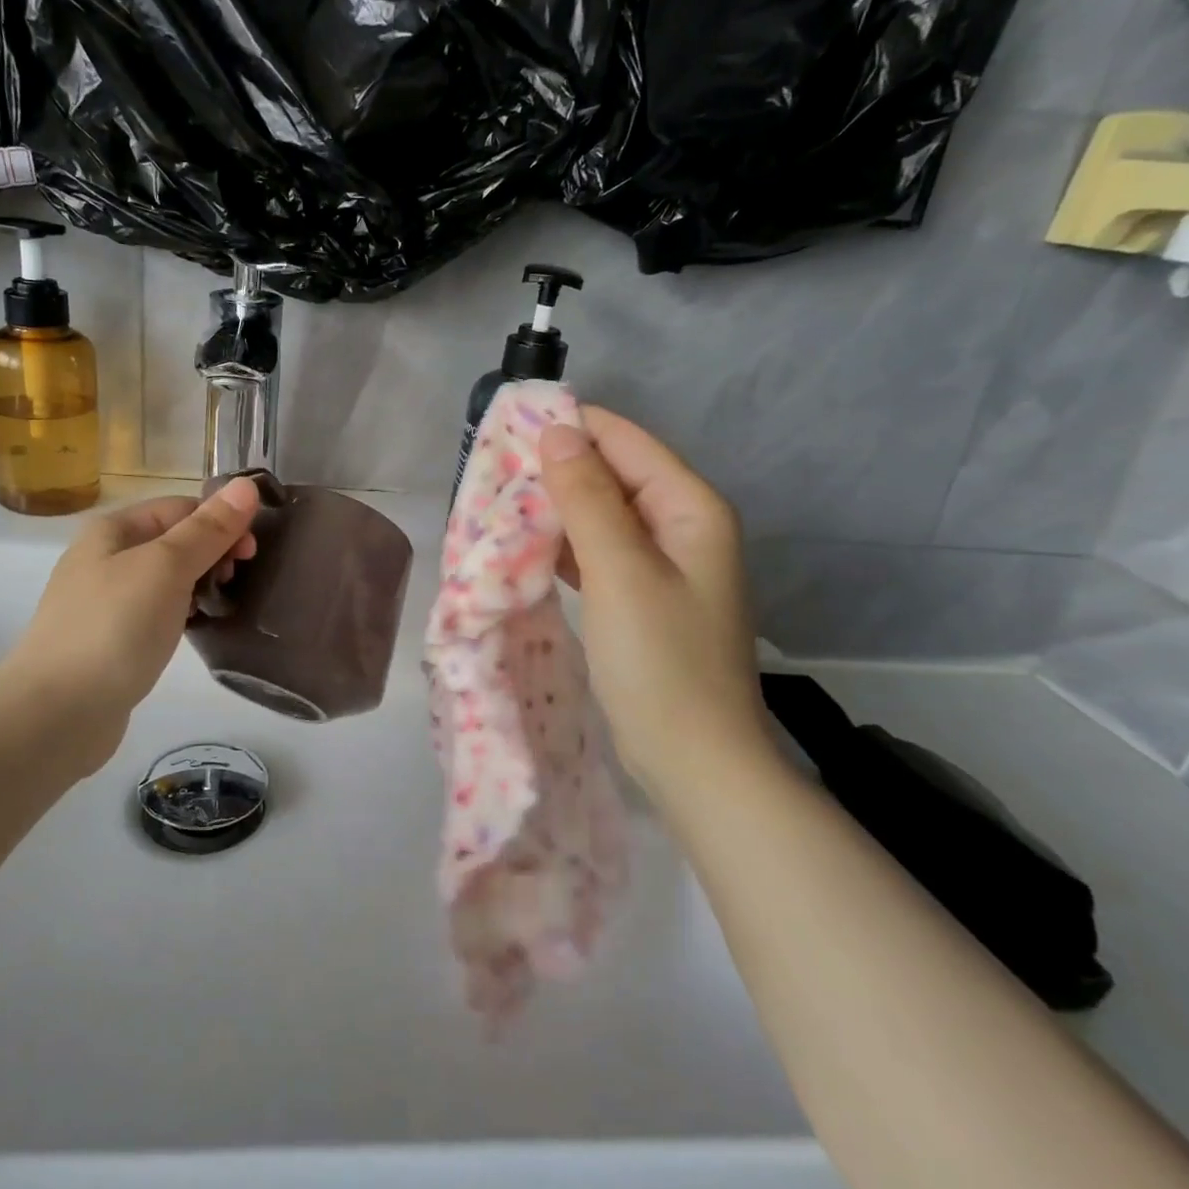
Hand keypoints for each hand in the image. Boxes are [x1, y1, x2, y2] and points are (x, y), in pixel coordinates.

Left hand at [0, 479, 260, 774]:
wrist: (56, 714)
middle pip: (174, 541)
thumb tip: (247, 484)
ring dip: (199, 585)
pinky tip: (195, 630)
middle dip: (212, 554)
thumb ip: (209, 528)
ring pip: (167, 579)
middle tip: (237, 582)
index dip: (220, 522)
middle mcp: (104, 558)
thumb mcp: (167, 567)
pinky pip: (156, 613)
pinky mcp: (110, 640)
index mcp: (113, 529)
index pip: (181, 507)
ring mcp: (104, 601)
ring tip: (222, 607)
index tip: (250, 554)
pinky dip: (181, 614)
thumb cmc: (114, 628)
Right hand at [538, 408, 767, 792]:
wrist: (694, 760)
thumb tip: (557, 432)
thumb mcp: (619, 570)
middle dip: (558, 468)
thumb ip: (587, 497)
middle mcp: (682, 525)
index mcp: (690, 507)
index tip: (508, 429)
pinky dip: (565, 545)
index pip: (625, 441)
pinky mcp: (642, 596)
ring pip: (602, 513)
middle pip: (614, 474)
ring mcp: (663, 564)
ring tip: (500, 501)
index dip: (570, 428)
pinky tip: (527, 546)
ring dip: (557, 507)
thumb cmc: (660, 661)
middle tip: (493, 470)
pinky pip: (599, 551)